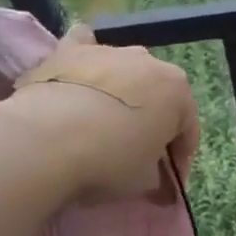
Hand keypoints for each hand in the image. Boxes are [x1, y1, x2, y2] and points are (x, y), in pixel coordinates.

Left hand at [6, 26, 199, 203]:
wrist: (48, 139)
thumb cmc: (110, 160)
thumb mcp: (144, 181)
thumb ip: (158, 179)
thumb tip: (161, 189)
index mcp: (177, 91)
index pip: (187, 129)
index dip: (179, 159)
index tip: (167, 182)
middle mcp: (149, 61)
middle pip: (156, 96)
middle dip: (151, 121)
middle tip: (135, 152)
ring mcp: (109, 50)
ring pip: (123, 70)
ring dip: (120, 92)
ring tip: (102, 123)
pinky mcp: (70, 48)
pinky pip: (84, 46)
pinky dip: (85, 59)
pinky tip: (77, 75)